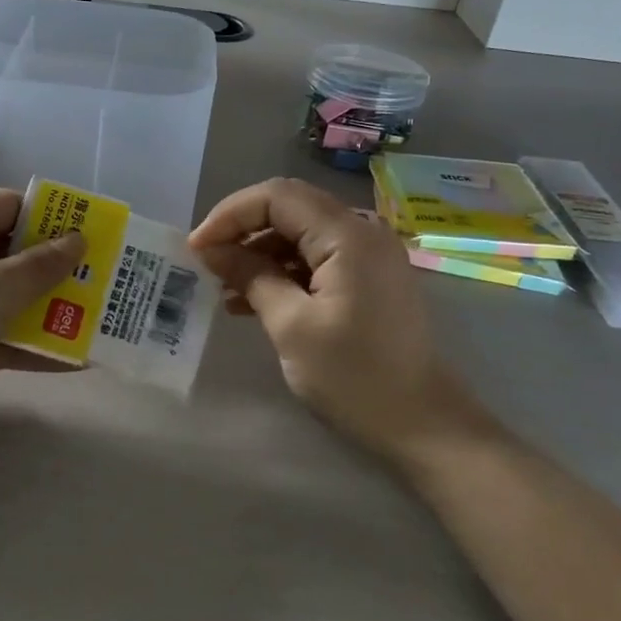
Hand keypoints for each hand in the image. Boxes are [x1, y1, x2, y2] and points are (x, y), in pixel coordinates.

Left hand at [0, 189, 85, 446]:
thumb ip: (41, 265)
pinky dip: (31, 341)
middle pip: (15, 251)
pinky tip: (75, 360)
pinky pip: (2, 330)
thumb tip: (78, 239)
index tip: (94, 237)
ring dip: (50, 307)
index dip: (53, 217)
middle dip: (59, 267)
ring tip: (99, 319)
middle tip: (104, 281)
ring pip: (11, 293)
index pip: (11, 206)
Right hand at [190, 178, 481, 462]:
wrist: (423, 424)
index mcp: (348, 235)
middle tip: (207, 261)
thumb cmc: (354, 376)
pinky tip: (252, 300)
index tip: (197, 248)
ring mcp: (368, 254)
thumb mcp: (291, 326)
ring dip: (259, 253)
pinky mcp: (368, 277)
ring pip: (300, 232)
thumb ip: (251, 277)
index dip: (230, 214)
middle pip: (289, 208)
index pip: (277, 196)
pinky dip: (283, 271)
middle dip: (242, 230)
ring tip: (224, 287)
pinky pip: (316, 257)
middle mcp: (362, 231)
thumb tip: (211, 250)